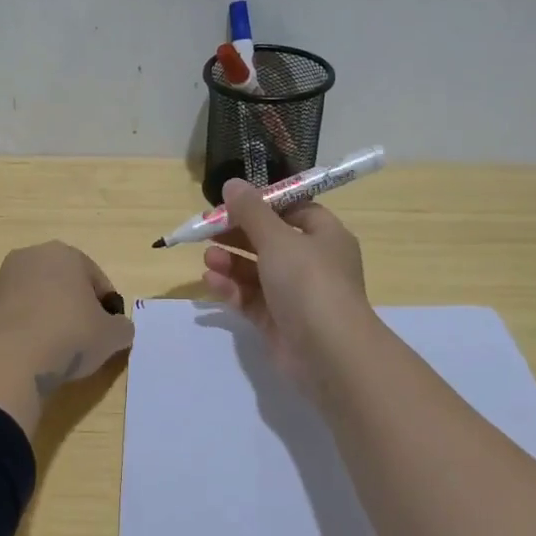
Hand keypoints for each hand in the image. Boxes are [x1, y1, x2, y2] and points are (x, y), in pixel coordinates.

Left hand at [0, 242, 135, 392]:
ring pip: (37, 299)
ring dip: (48, 318)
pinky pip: (16, 317)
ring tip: (57, 351)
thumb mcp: (112, 336)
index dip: (107, 307)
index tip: (108, 332)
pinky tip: (32, 355)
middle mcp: (30, 257)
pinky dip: (26, 331)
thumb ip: (121, 327)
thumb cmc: (69, 336)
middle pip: (64, 284)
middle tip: (84, 340)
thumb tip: (118, 329)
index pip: (96, 279)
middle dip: (75, 308)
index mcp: (64, 253)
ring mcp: (2, 280)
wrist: (10, 360)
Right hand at [201, 180, 372, 384]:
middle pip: (270, 240)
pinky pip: (251, 299)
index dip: (263, 204)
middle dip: (238, 234)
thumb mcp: (277, 238)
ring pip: (257, 271)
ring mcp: (296, 295)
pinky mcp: (278, 322)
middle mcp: (313, 263)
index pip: (294, 210)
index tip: (232, 202)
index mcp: (325, 236)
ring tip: (207, 258)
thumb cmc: (309, 282)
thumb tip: (232, 184)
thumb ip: (250, 211)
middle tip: (207, 229)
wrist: (329, 352)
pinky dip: (232, 288)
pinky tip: (210, 281)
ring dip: (231, 261)